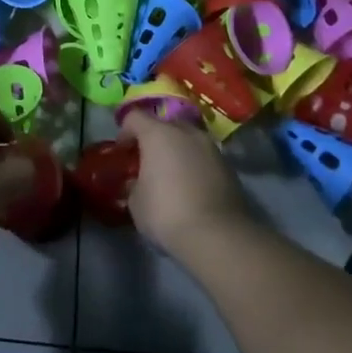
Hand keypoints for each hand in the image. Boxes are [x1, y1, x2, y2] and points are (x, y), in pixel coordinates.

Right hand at [121, 112, 254, 255]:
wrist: (217, 236)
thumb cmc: (166, 212)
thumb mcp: (136, 201)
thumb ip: (134, 184)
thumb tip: (137, 182)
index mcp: (158, 133)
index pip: (134, 117)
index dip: (124, 132)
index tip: (123, 153)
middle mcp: (186, 132)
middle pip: (164, 124)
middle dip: (154, 139)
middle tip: (147, 162)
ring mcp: (211, 148)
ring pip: (188, 140)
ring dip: (177, 152)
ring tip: (171, 176)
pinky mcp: (229, 167)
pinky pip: (204, 158)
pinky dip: (195, 166)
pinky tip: (190, 189)